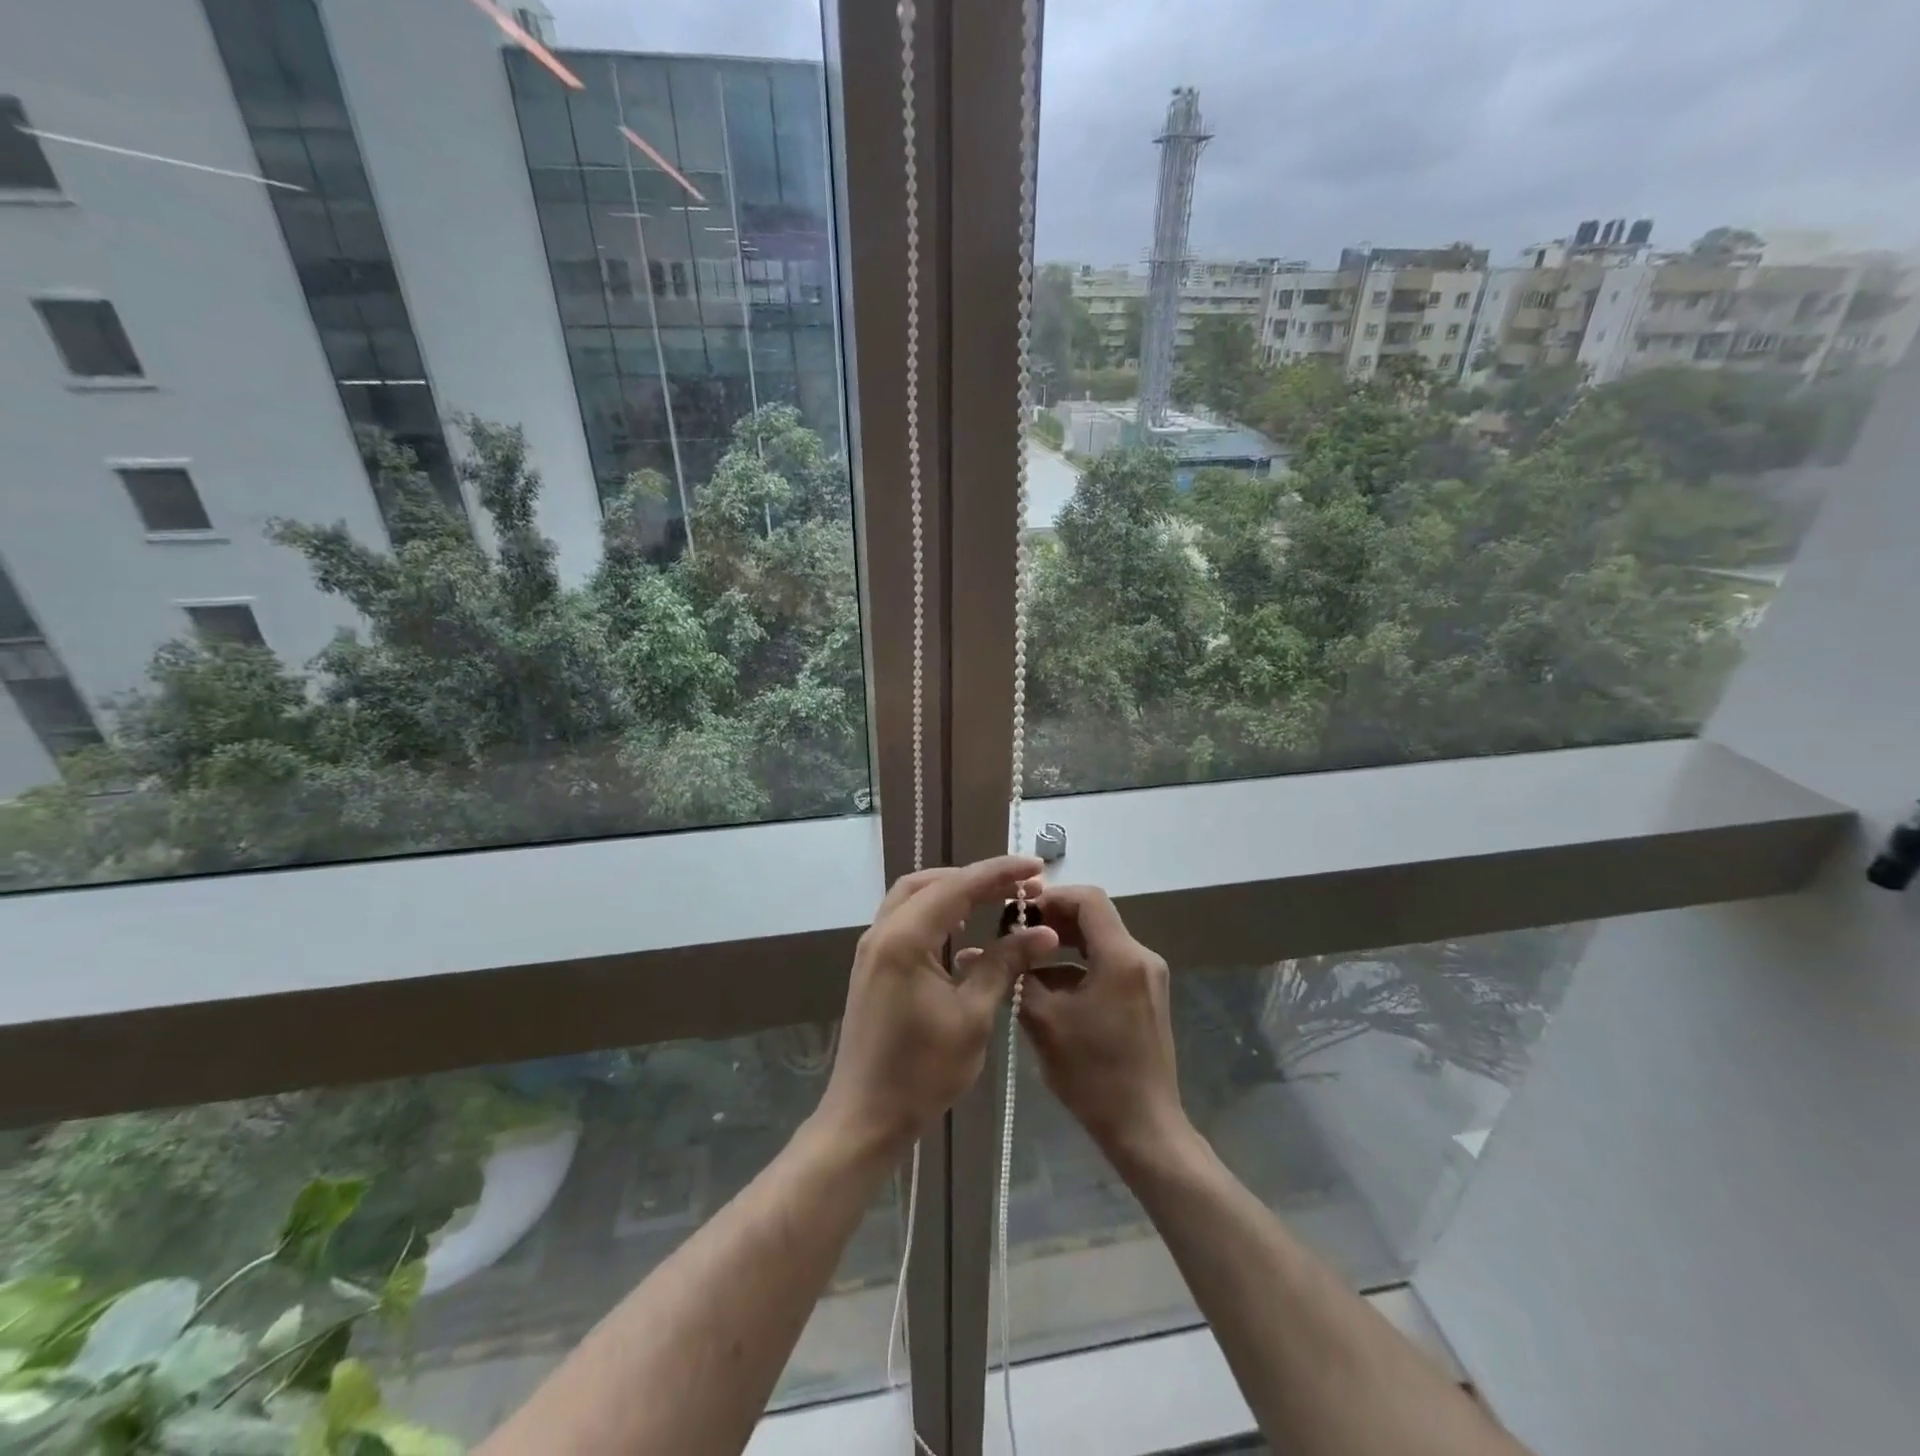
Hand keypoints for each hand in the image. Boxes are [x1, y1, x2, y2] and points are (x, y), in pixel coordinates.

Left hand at [818, 856, 1058, 1158]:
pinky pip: (906, 919)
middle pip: (931, 882)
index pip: (958, 886)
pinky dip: (936, 912)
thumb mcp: (973, 1016)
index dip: (1000, 873)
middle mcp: (883, 932)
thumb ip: (1004, 965)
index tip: (1036, 867)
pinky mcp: (873, 966)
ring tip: (995, 900)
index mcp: (905, 939)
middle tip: (1018, 887)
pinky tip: (962, 931)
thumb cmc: (923, 1072)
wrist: (865, 1118)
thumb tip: (1043, 931)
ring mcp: (873, 948)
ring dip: (954, 891)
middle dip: (975, 878)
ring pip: (914, 897)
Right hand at [1019, 885, 1189, 1162]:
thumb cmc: (1093, 1074)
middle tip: (1015, 935)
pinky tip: (1049, 989)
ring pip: (1099, 942)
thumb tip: (973, 952)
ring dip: (1063, 945)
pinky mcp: (1145, 996)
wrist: (1144, 1128)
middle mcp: (1141, 957)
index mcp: (1122, 956)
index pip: (1088, 899)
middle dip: (1053, 921)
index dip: (1051, 897)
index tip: (1018, 913)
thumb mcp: (1044, 1021)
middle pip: (1094, 917)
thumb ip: (1014, 978)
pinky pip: (1108, 965)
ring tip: (1025, 962)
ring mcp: (1147, 977)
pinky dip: (1078, 967)